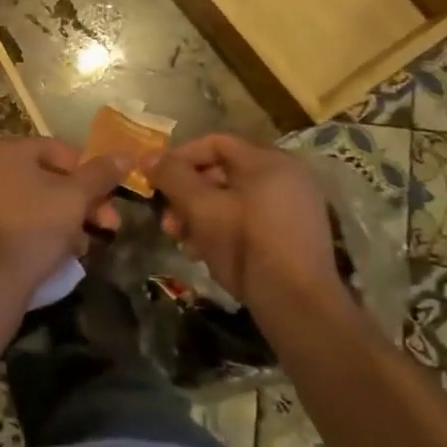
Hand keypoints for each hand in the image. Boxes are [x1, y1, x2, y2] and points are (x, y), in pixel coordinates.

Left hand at [0, 137, 128, 285]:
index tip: (111, 199)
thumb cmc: (34, 226)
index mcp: (2, 148)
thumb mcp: (75, 197)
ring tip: (84, 245)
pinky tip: (58, 250)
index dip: (92, 173)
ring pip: (30, 199)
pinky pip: (12, 217)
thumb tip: (125, 155)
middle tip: (108, 225)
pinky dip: (36, 227)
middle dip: (81, 201)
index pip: (59, 151)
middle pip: (44, 176)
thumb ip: (101, 173)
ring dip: (63, 217)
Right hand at [149, 134, 346, 315]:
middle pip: (222, 171)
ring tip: (179, 238)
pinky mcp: (291, 234)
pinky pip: (248, 218)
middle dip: (186, 192)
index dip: (179, 157)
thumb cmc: (246, 245)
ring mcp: (292, 207)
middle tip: (166, 217)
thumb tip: (148, 158)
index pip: (214, 142)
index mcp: (269, 162)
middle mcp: (286, 177)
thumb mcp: (200, 208)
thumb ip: (172, 177)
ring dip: (198, 213)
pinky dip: (221, 228)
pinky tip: (201, 250)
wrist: (297, 305)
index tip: (155, 179)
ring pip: (232, 198)